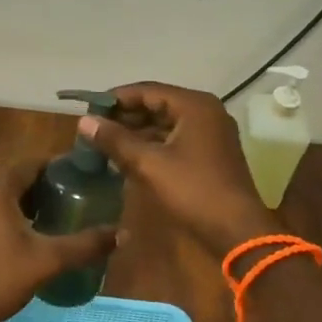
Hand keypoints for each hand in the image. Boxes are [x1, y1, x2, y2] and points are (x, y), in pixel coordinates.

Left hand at [0, 158, 119, 321]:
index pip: (32, 164)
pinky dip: (7, 217)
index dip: (57, 167)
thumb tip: (123, 234)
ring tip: (53, 218)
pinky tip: (24, 239)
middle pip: (16, 179)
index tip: (81, 177)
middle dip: (44, 187)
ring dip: (25, 203)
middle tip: (72, 199)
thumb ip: (85, 245)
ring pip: (1, 198)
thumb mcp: (47, 261)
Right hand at [77, 82, 277, 256]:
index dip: (116, 98)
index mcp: (194, 105)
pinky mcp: (210, 152)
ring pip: (165, 122)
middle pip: (157, 104)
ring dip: (137, 131)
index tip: (89, 110)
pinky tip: (128, 156)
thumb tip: (84, 121)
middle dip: (125, 116)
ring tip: (106, 142)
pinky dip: (152, 144)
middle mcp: (205, 111)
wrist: (237, 231)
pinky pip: (175, 138)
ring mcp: (211, 132)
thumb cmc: (193, 190)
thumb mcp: (149, 164)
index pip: (147, 90)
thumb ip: (115, 140)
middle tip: (94, 128)